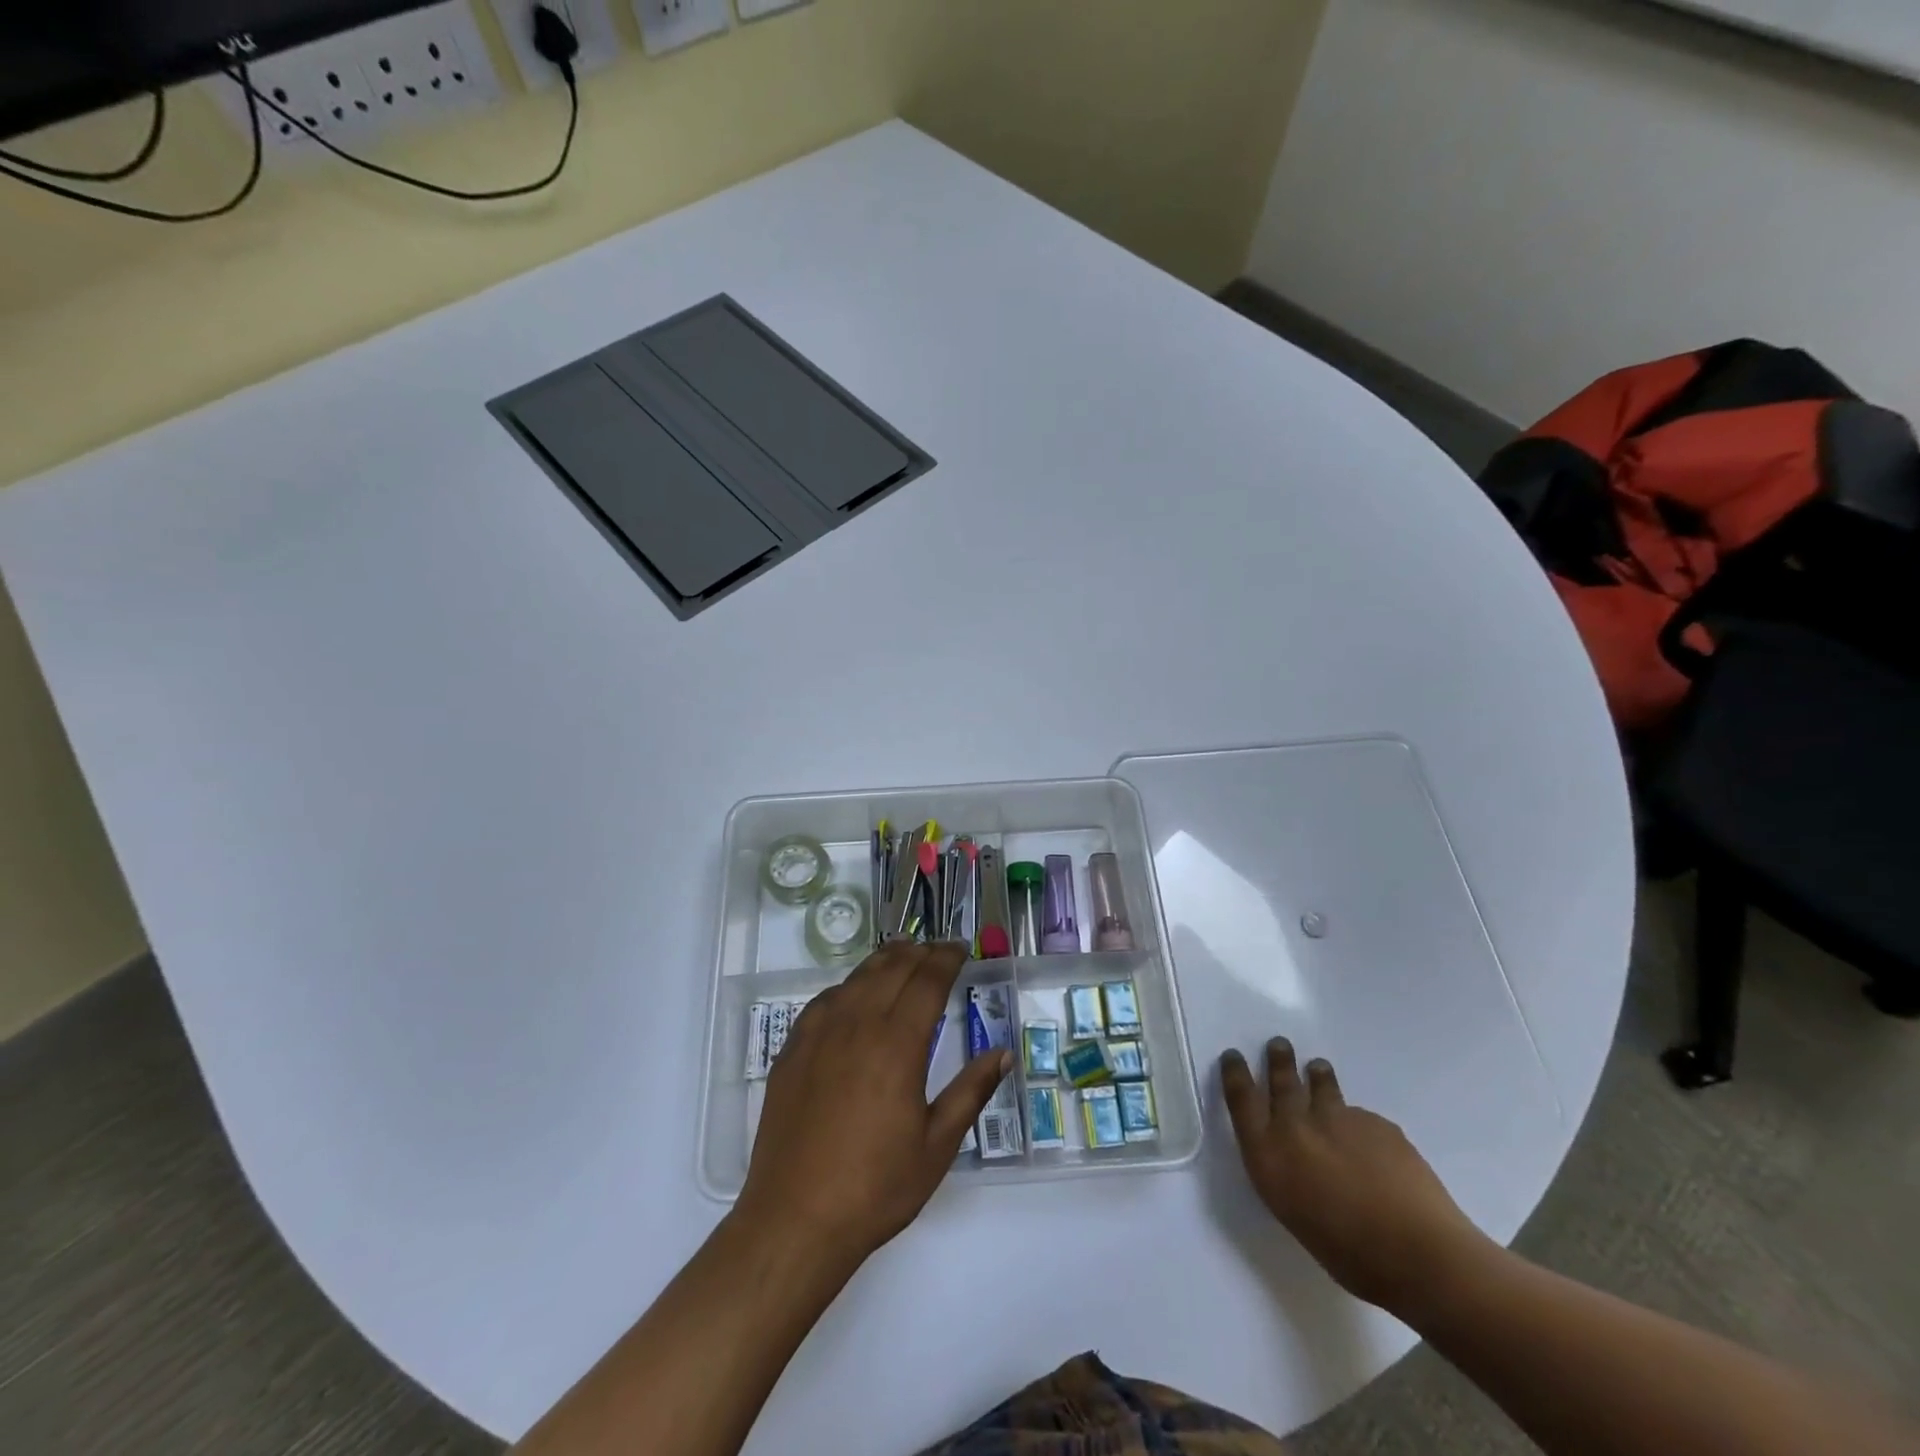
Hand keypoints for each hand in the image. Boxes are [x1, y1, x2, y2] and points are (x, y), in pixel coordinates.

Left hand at [736, 942, 1010, 1266]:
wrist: (795, 1219)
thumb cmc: (875, 1188)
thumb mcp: (937, 1146)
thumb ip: (970, 1092)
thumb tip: (1002, 1054)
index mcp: (897, 1045)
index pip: (927, 981)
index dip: (945, 959)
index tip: (959, 948)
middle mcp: (857, 1026)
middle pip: (891, 969)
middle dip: (919, 952)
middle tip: (936, 950)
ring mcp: (818, 1034)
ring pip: (856, 978)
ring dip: (884, 961)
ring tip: (902, 957)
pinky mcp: (792, 1050)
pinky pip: (824, 1000)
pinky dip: (848, 986)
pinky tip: (853, 995)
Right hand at [1221, 1038, 1490, 1312]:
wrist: (1419, 1254)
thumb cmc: (1349, 1254)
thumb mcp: (1294, 1213)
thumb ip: (1286, 1173)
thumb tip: (1295, 1157)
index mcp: (1268, 1153)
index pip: (1241, 1097)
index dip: (1235, 1073)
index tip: (1233, 1056)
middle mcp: (1296, 1126)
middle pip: (1281, 1080)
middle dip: (1278, 1060)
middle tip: (1279, 1045)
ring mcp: (1338, 1119)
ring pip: (1323, 1086)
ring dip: (1318, 1076)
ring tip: (1318, 1069)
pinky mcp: (1377, 1123)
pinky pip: (1361, 1116)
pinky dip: (1359, 1123)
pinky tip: (1370, 1143)